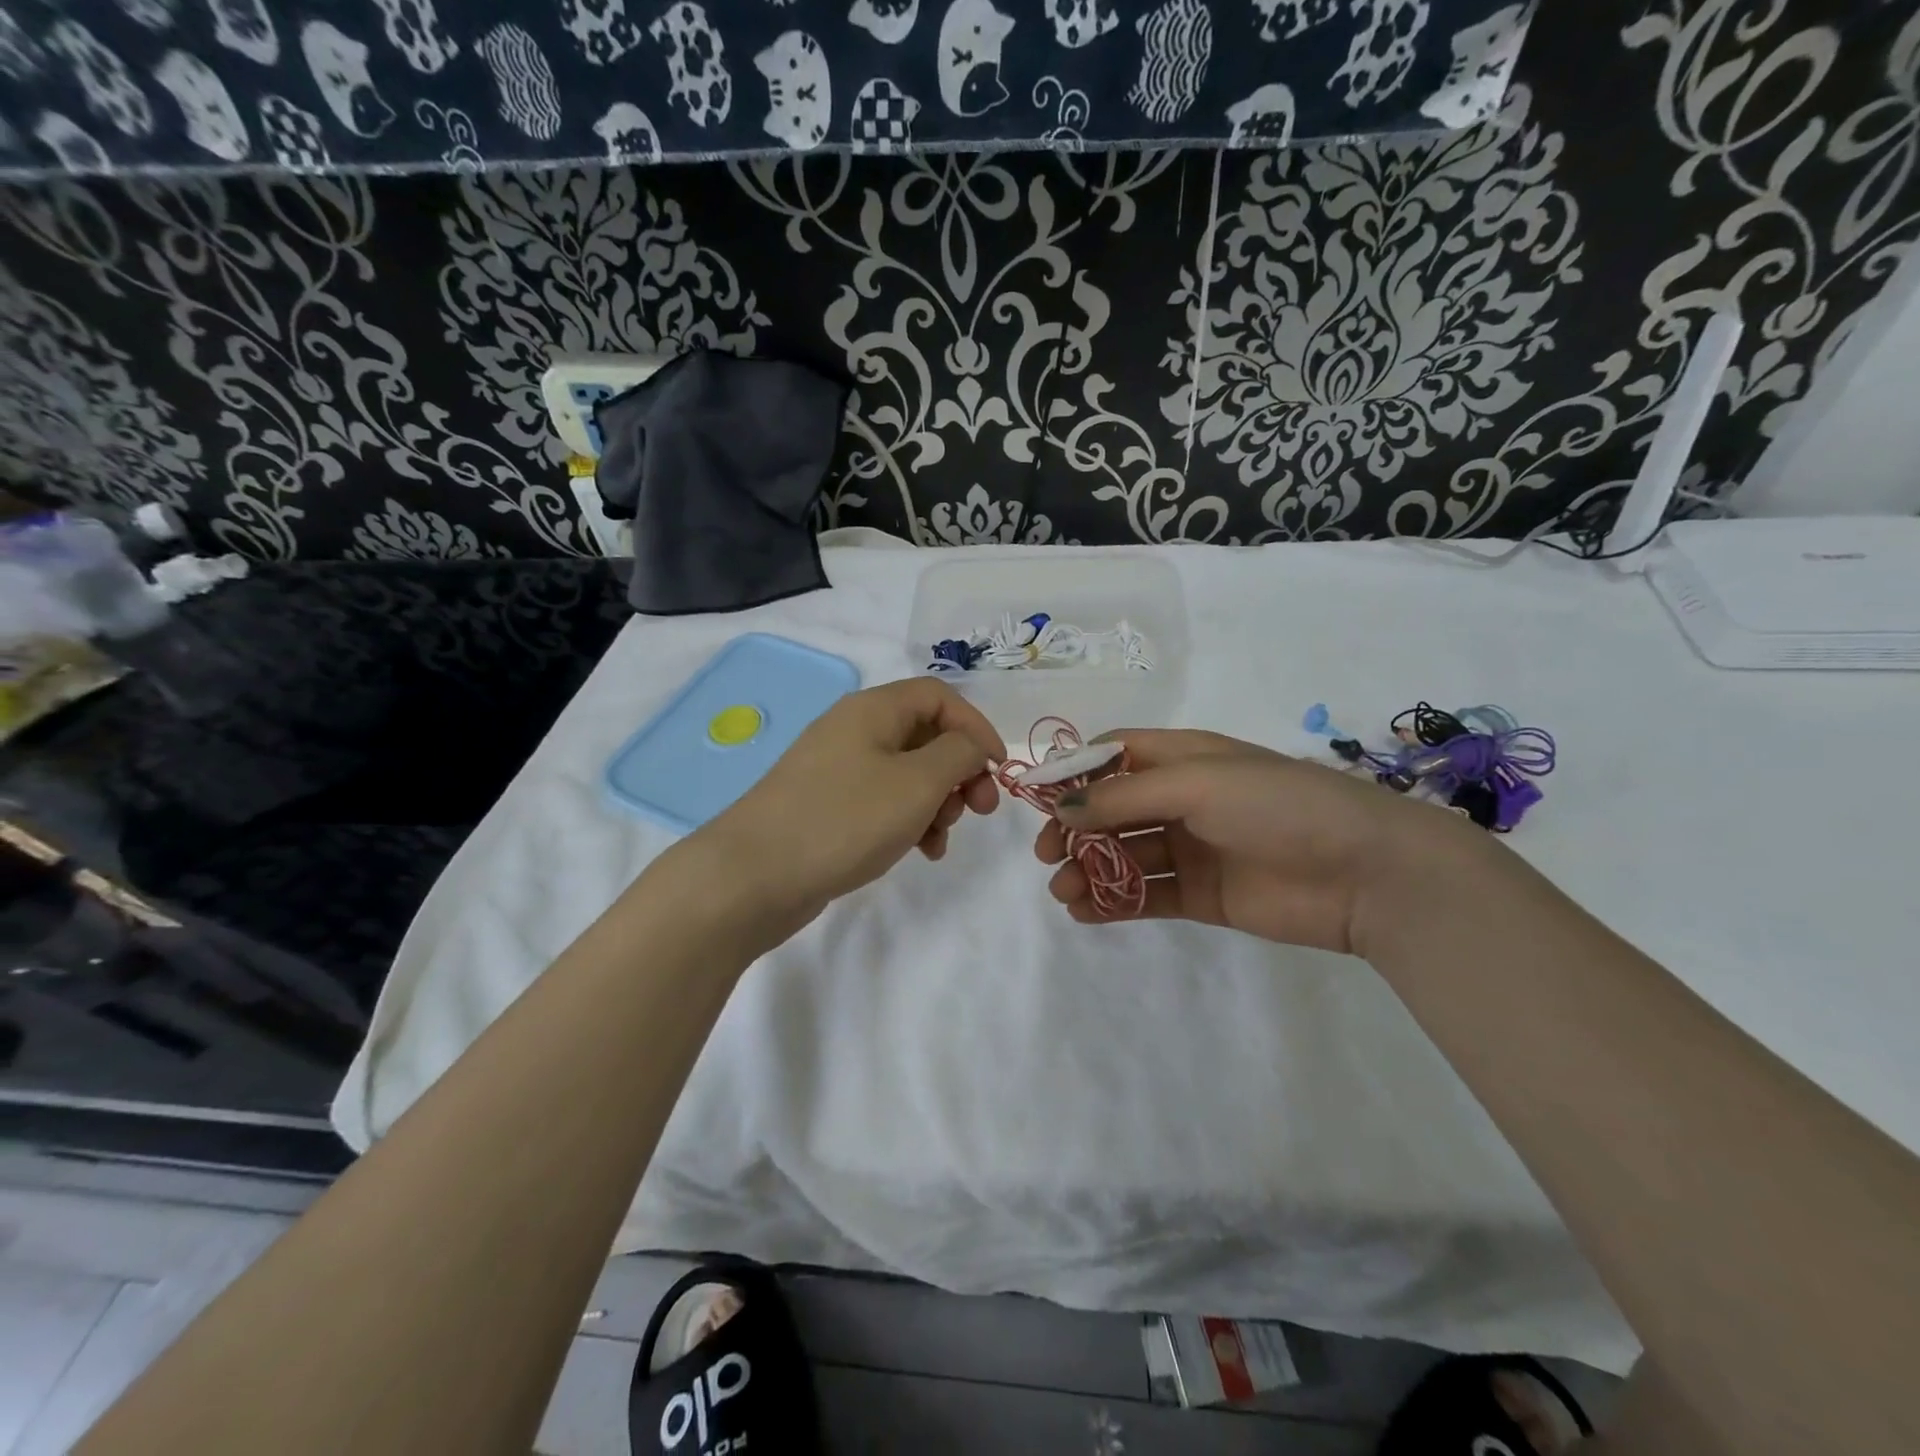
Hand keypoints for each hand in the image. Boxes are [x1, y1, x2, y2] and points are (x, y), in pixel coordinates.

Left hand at [697, 679, 1002, 940]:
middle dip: (960, 770)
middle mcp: (854, 730)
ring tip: (941, 838)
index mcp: (873, 710)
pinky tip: (920, 851)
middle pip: (925, 735)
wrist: (753, 876)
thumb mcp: (917, 783)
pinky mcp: (829, 807)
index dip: (976, 726)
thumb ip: (958, 754)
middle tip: (978, 809)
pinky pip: (883, 802)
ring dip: (938, 801)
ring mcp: (838, 770)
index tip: (998, 769)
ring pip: (908, 773)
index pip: (940, 696)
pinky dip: (910, 820)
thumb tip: (973, 744)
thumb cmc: (844, 820)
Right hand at [1036, 729, 1476, 954]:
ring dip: (1089, 868)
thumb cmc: (1277, 805)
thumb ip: (1124, 796)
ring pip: (1124, 853)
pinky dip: (1113, 901)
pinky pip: (1146, 894)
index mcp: (1183, 757)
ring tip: (1064, 891)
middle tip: (1048, 855)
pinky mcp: (1202, 894)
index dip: (1075, 773)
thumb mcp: (1197, 783)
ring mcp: (1192, 847)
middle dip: (1075, 829)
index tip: (1039, 801)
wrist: (1366, 872)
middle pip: (1112, 808)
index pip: (1114, 755)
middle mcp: (1183, 798)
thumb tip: (1061, 809)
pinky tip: (1085, 911)